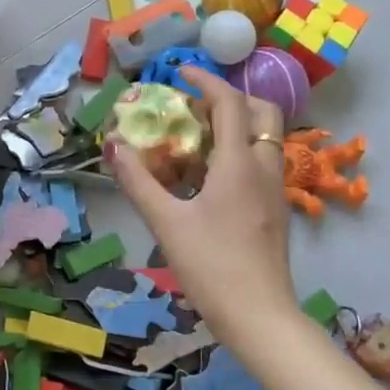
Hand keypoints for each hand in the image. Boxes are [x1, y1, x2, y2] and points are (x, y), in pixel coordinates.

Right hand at [107, 66, 297, 337]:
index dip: (206, 81)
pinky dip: (242, 150)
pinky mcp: (277, 210)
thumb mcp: (166, 222)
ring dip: (238, 124)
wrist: (260, 316)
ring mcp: (276, 190)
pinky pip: (264, 161)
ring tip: (200, 138)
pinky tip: (213, 176)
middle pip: (262, 111)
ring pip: (266, 137)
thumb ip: (138, 181)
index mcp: (239, 163)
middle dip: (231, 98)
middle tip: (197, 106)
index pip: (230, 103)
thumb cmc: (211, 266)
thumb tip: (112, 146)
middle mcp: (265, 168)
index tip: (181, 72)